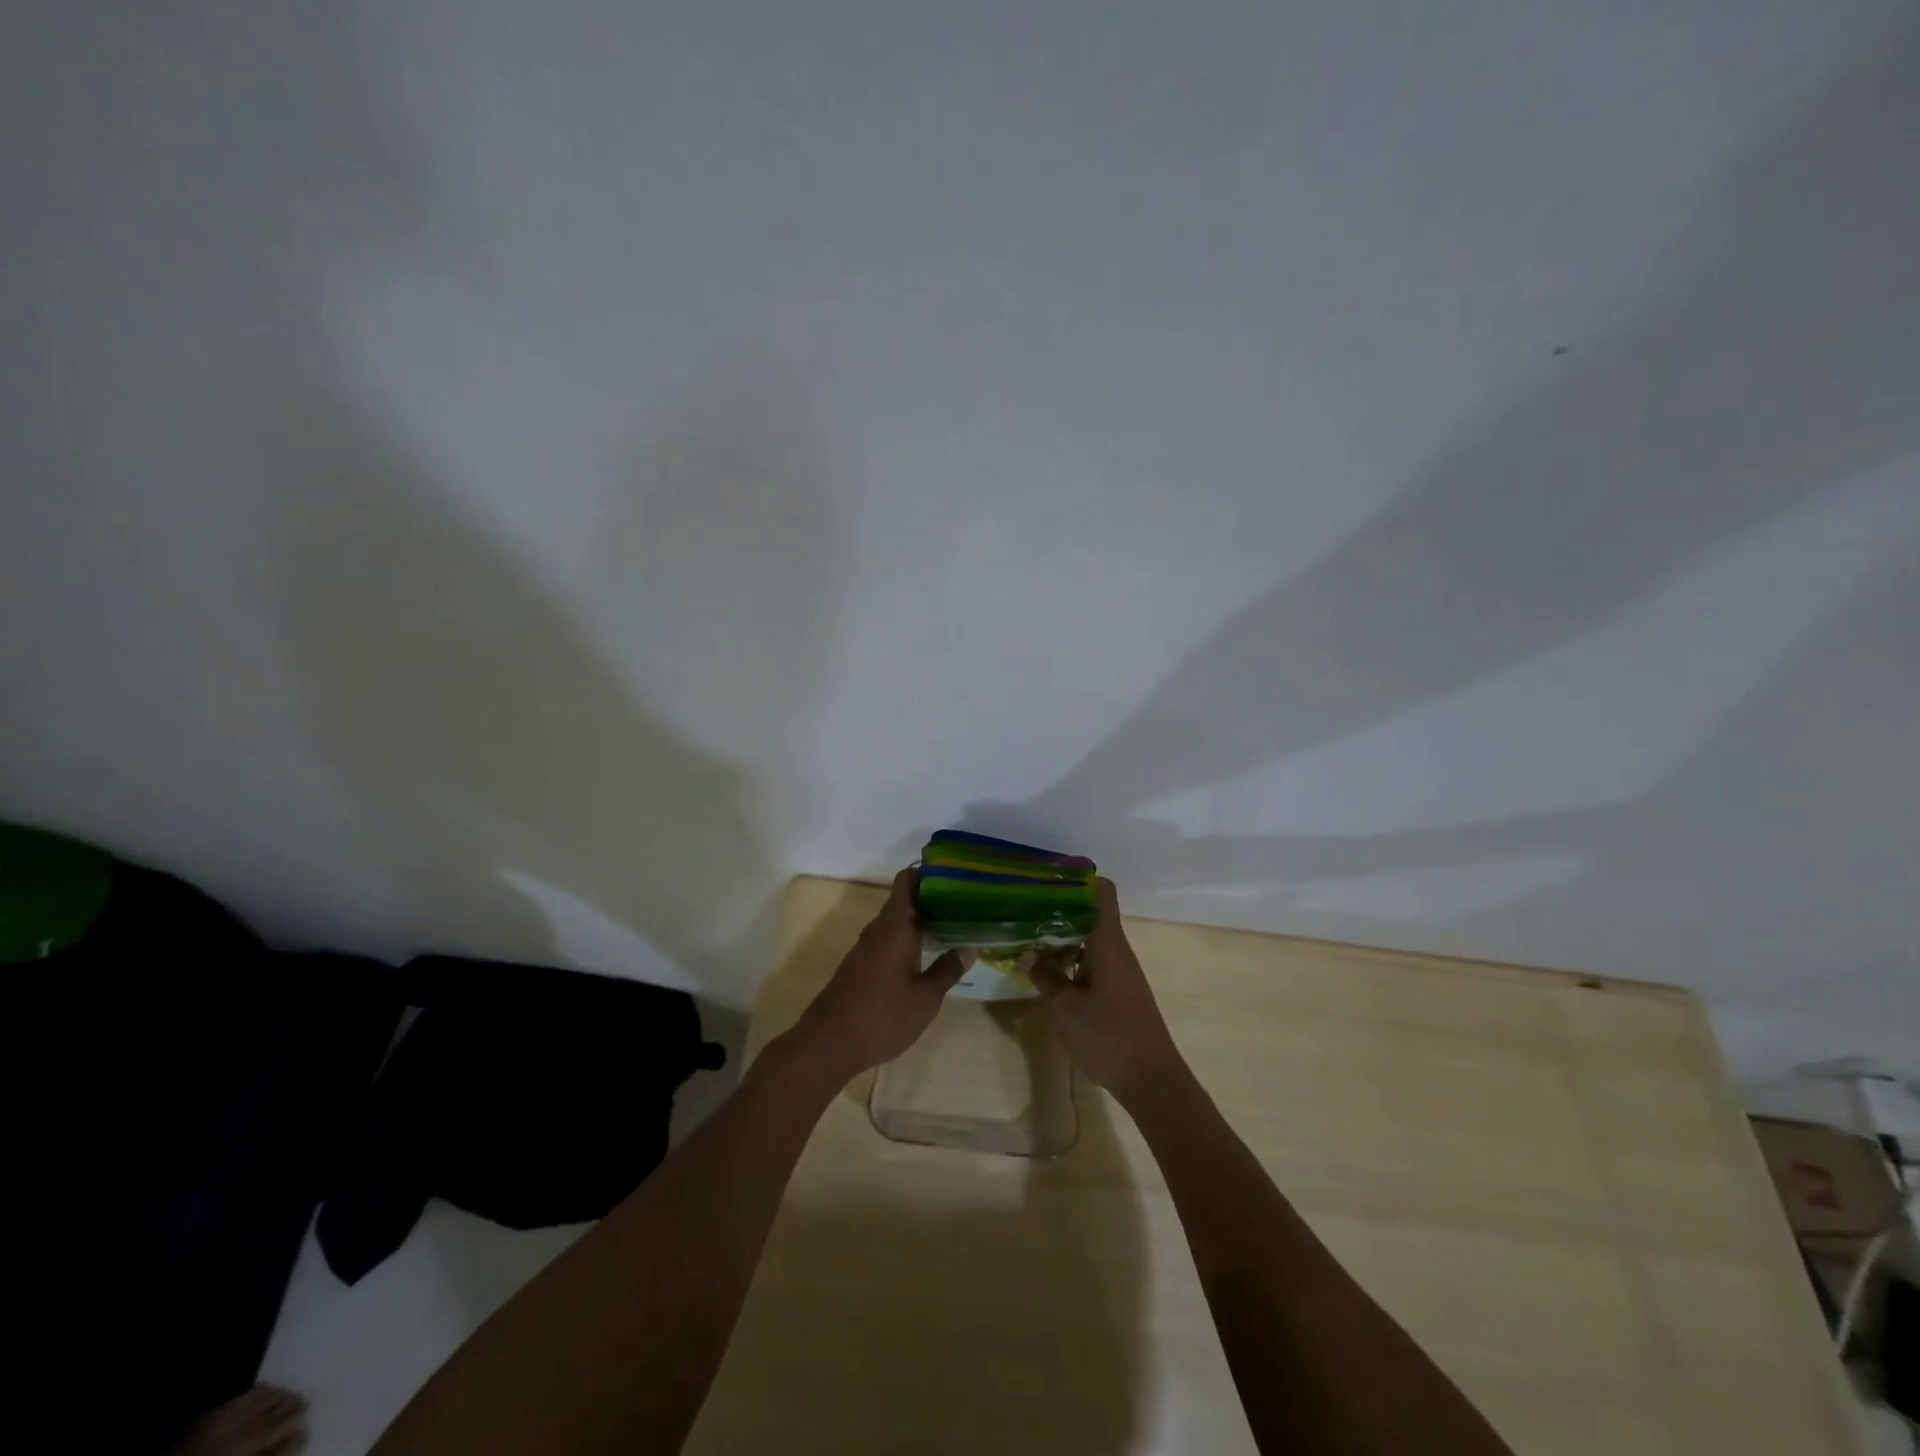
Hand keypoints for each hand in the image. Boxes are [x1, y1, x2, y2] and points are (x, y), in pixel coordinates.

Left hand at [793, 868, 971, 1077]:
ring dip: (922, 920)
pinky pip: (889, 939)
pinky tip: (928, 954)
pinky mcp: (861, 965)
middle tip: (967, 903)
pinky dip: (910, 939)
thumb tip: (968, 948)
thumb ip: (947, 971)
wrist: (828, 1044)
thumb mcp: (925, 999)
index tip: (955, 875)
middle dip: (933, 898)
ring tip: (955, 925)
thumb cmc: (881, 1016)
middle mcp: (878, 929)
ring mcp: (867, 947)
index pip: (907, 881)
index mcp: (894, 926)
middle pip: (905, 899)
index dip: (928, 872)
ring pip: (897, 921)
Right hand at [1029, 878, 1185, 1104]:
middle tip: (1024, 906)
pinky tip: (1047, 970)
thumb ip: (1046, 978)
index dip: (1079, 879)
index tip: (1049, 877)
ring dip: (1062, 936)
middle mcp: (1117, 950)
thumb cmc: (1110, 1038)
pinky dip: (1070, 958)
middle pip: (1091, 914)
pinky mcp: (1118, 990)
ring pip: (1089, 939)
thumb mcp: (1067, 1009)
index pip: (1103, 892)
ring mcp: (1119, 971)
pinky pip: (1092, 961)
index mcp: (1108, 944)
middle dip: (1060, 908)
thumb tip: (1028, 953)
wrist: (1152, 1080)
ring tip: (1028, 935)